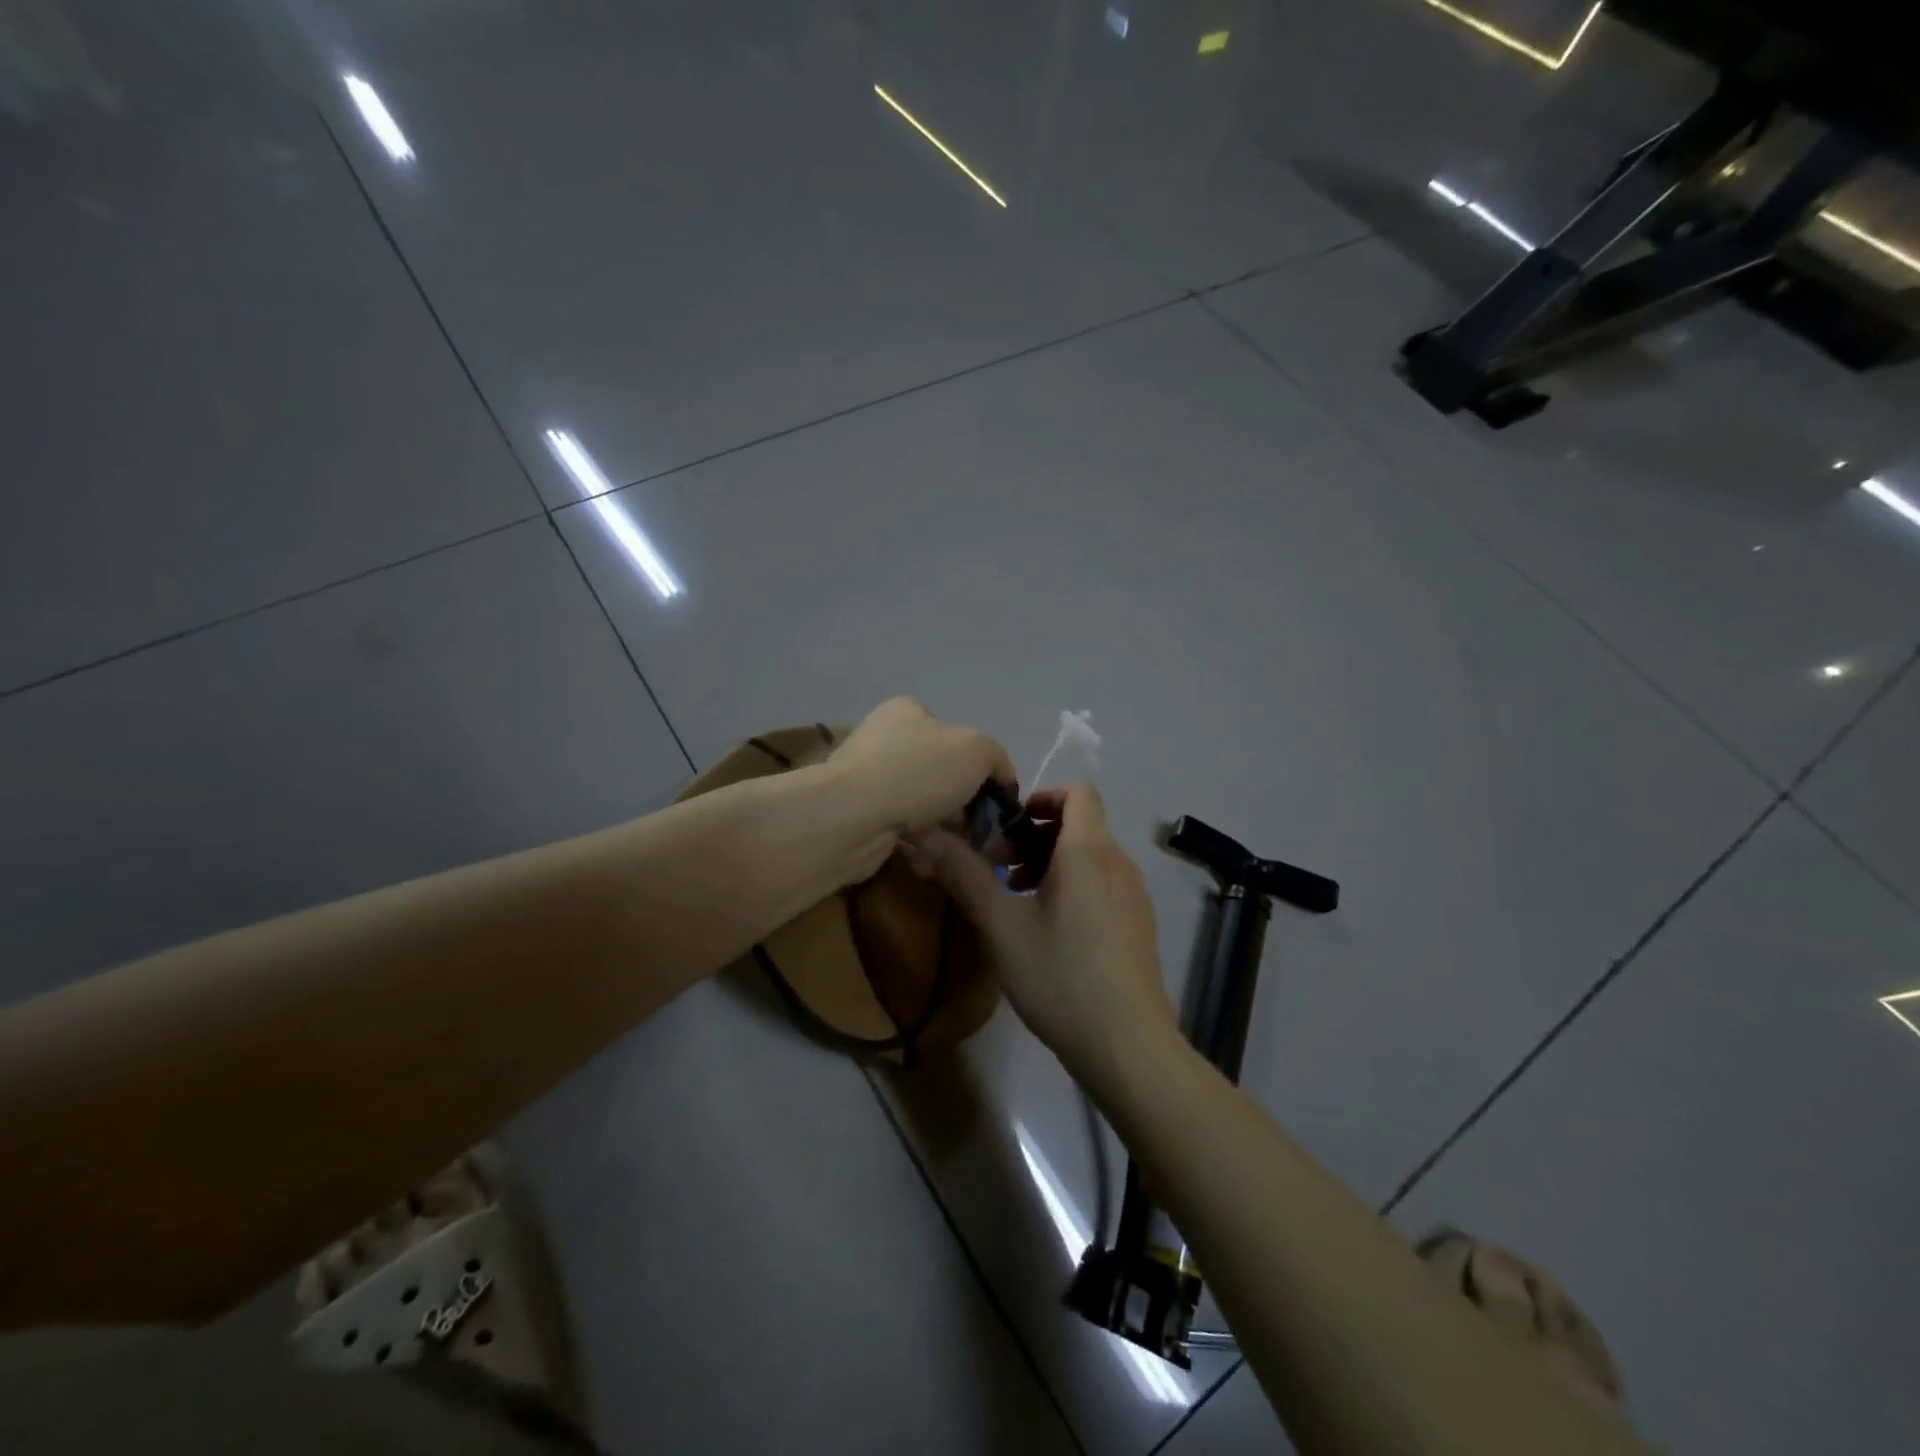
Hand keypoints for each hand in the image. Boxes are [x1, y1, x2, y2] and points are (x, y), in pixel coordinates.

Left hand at [827, 697, 1016, 841]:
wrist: (851, 816)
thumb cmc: (917, 772)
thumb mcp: (976, 751)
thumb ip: (996, 759)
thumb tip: (1002, 778)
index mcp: (908, 713)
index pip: (957, 738)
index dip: (981, 769)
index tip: (995, 800)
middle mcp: (885, 741)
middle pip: (941, 776)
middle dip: (964, 806)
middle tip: (981, 833)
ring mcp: (869, 780)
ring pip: (924, 808)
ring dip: (945, 831)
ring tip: (960, 850)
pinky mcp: (860, 817)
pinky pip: (902, 831)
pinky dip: (920, 846)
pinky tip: (930, 858)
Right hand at [914, 783, 1177, 1086]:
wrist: (1127, 1045)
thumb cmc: (1060, 977)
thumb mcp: (1001, 926)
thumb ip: (964, 875)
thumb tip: (927, 834)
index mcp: (1088, 851)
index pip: (1078, 792)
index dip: (1041, 796)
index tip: (1006, 826)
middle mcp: (1118, 862)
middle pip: (1080, 823)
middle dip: (1034, 835)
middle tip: (998, 868)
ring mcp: (1134, 894)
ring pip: (1090, 855)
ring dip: (1051, 862)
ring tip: (1016, 899)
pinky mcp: (1139, 923)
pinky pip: (1103, 882)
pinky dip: (1073, 885)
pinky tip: (1049, 929)